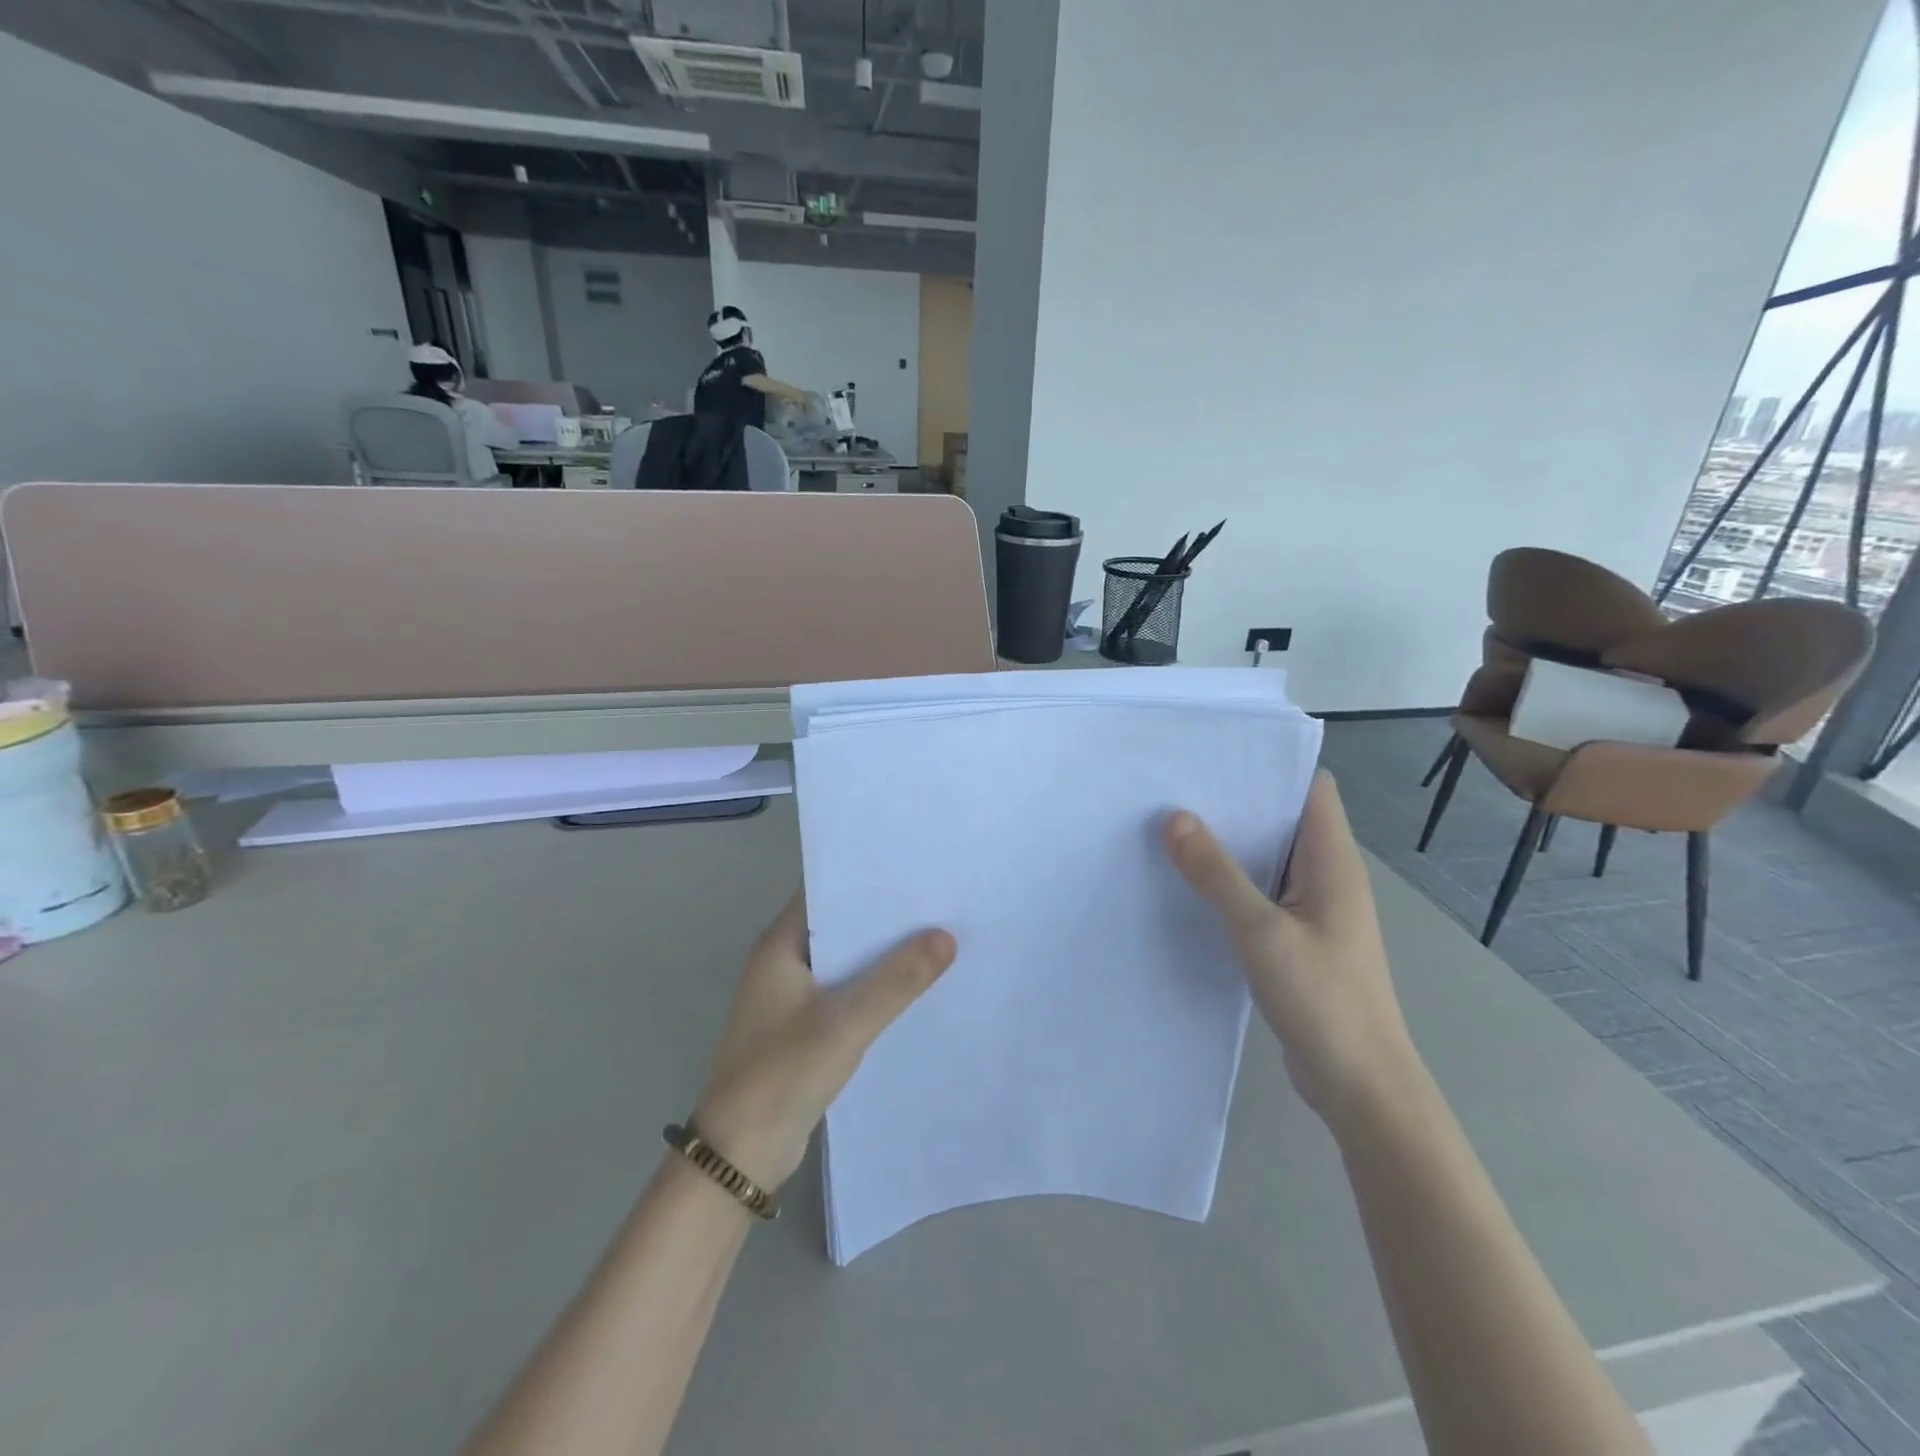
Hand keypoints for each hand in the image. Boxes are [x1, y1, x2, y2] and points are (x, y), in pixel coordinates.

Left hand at [691, 894, 955, 1191]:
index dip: (865, 876)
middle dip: (884, 915)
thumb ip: (896, 981)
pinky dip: (876, 988)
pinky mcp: (805, 1029)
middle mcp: (784, 964)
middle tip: (938, 900)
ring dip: (883, 954)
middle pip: (840, 926)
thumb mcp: (844, 1023)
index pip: (824, 891)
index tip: (913, 867)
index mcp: (779, 947)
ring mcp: (793, 998)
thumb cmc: (782, 1075)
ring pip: (847, 963)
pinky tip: (915, 988)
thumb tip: (946, 936)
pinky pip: (847, 994)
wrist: (739, 1157)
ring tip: (938, 936)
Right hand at [1163, 771, 1419, 1126]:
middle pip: (1285, 819)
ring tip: (1172, 826)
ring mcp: (1314, 909)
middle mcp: (1327, 876)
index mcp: (1333, 862)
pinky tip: (1190, 884)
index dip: (1271, 765)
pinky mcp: (1298, 938)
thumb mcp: (1261, 931)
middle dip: (1237, 802)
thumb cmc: (1322, 999)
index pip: (1312, 788)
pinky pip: (1262, 893)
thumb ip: (1217, 874)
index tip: (1216, 755)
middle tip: (1176, 787)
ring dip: (1230, 844)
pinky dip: (1231, 882)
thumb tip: (1174, 817)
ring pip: (1270, 858)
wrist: (1360, 1085)